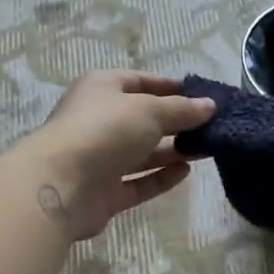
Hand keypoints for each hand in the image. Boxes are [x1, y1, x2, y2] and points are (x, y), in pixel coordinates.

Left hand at [23, 71, 215, 240]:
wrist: (62, 184)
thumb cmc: (105, 131)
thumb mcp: (150, 111)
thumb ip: (182, 110)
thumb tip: (210, 105)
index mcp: (102, 89)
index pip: (140, 82)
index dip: (171, 88)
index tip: (203, 96)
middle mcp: (98, 121)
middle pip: (143, 119)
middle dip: (176, 122)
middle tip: (211, 127)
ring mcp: (99, 158)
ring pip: (142, 153)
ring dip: (172, 150)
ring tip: (206, 149)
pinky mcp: (104, 192)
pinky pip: (137, 182)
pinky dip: (160, 177)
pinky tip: (185, 172)